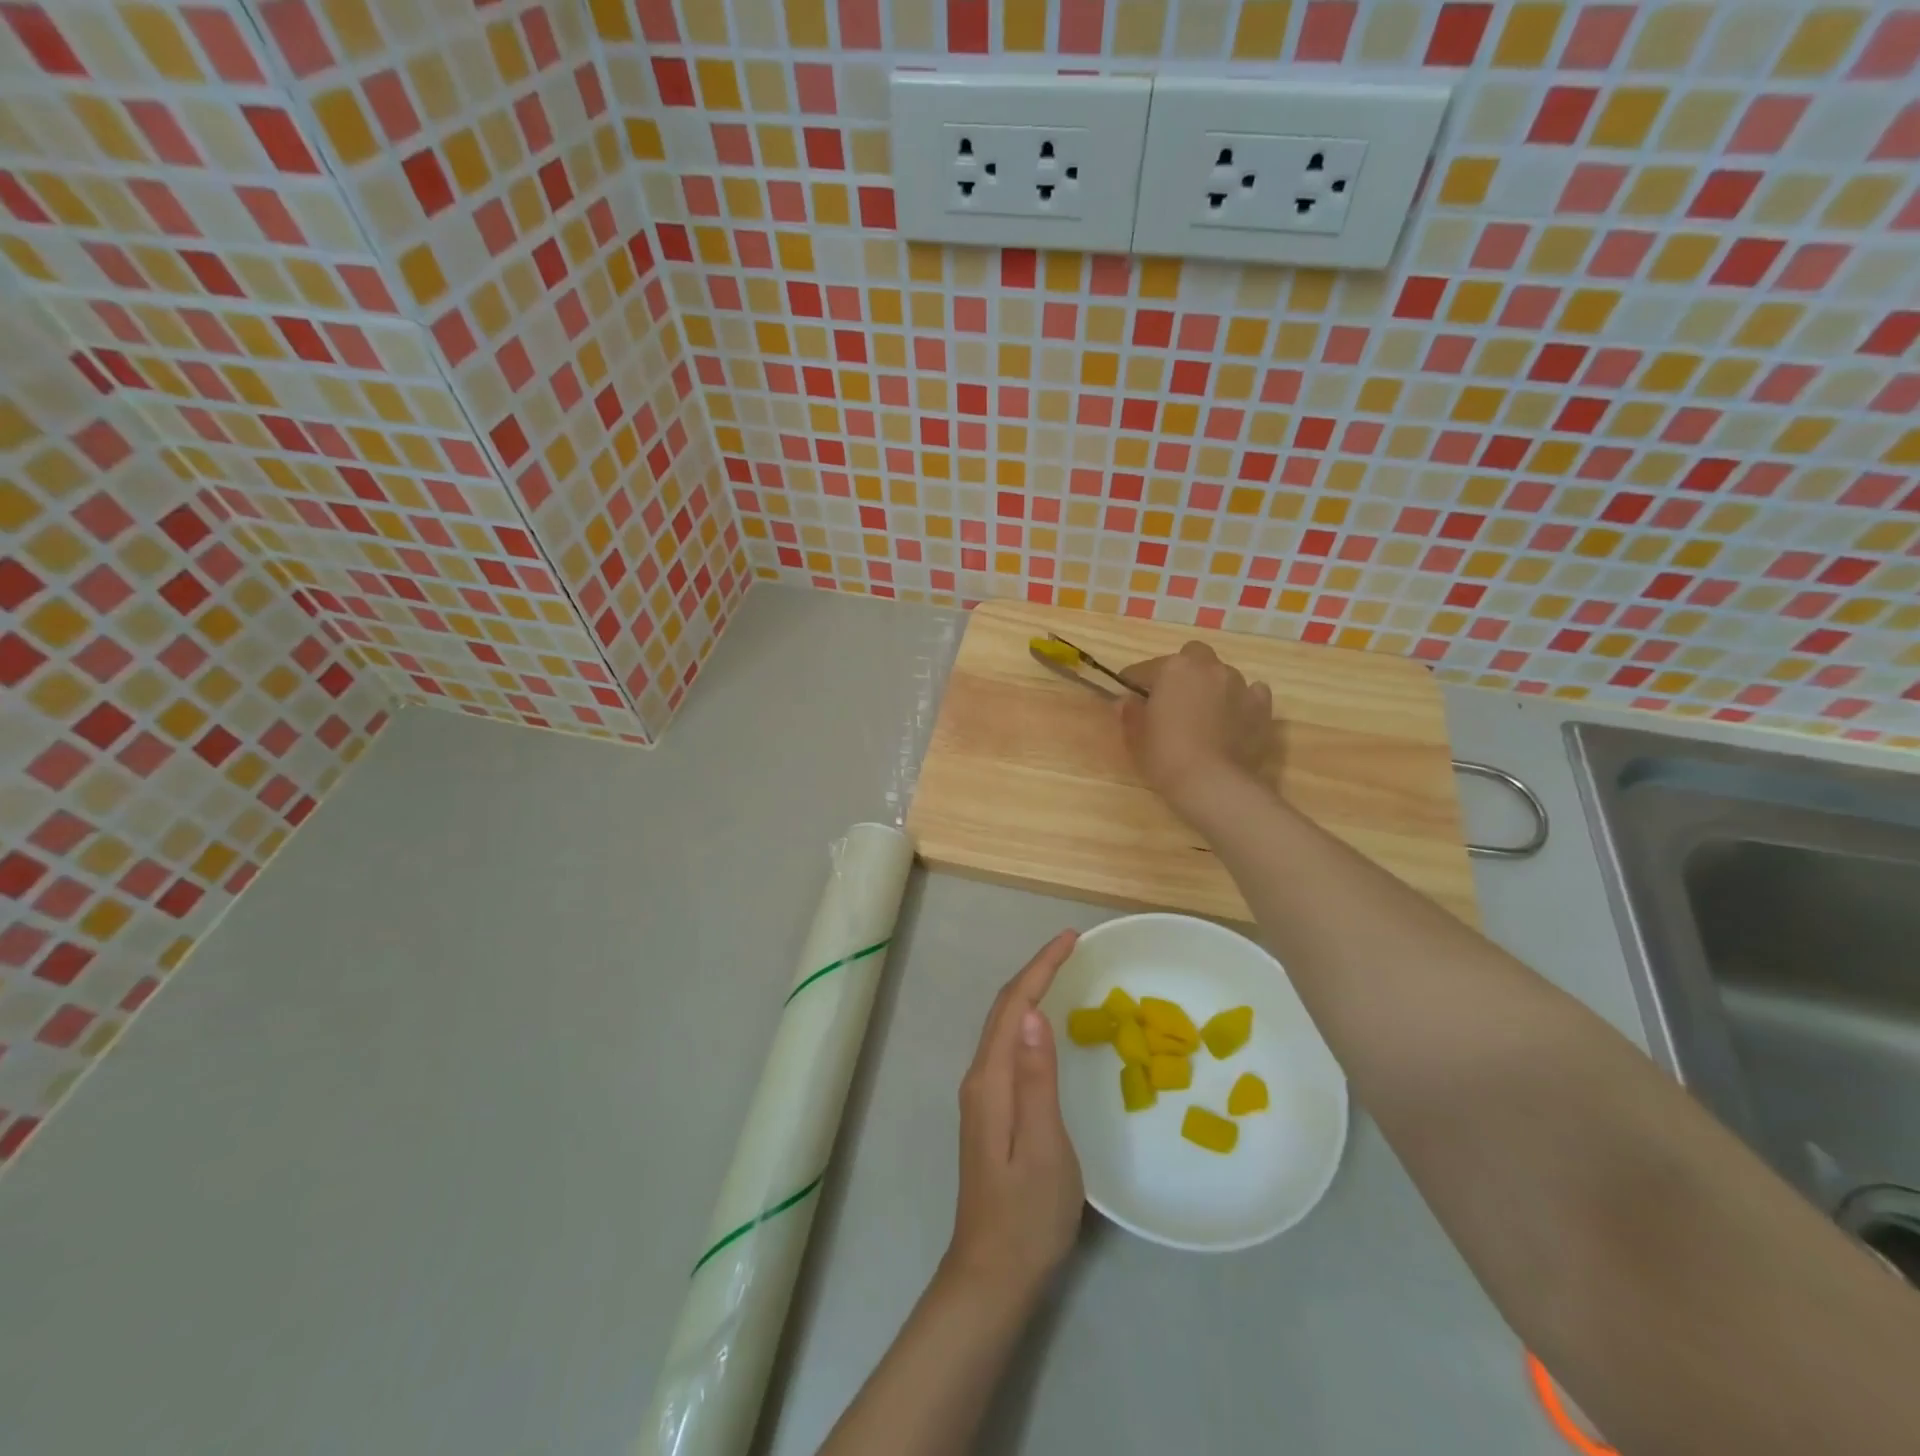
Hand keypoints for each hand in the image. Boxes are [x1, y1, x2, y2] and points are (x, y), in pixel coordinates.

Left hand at [943, 931, 1084, 1308]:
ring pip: (1004, 1026)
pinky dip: (1027, 1020)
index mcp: (991, 1080)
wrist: (992, 1275)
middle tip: (1071, 947)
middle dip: (1035, 971)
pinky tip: (1045, 1027)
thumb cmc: (1027, 1215)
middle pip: (1004, 1009)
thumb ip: (1037, 1080)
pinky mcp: (990, 1110)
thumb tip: (1035, 1014)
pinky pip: (1008, 1046)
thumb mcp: (1045, 1148)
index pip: (1015, 1005)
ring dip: (1030, 992)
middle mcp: (980, 1077)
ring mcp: (982, 1095)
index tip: (1071, 938)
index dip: (1041, 966)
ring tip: (1062, 973)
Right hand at [1119, 641, 1273, 812]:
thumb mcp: (1136, 736)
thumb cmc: (1165, 756)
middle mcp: (1208, 667)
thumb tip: (1128, 702)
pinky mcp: (1262, 706)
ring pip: (1222, 674)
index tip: (1128, 698)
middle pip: (1193, 656)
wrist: (1212, 783)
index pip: (1144, 669)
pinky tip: (1234, 718)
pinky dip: (1241, 700)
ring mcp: (1239, 684)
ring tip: (1205, 713)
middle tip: (1173, 698)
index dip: (1133, 683)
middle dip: (1182, 671)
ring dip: (1211, 686)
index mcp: (1173, 668)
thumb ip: (1130, 713)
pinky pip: (1251, 693)